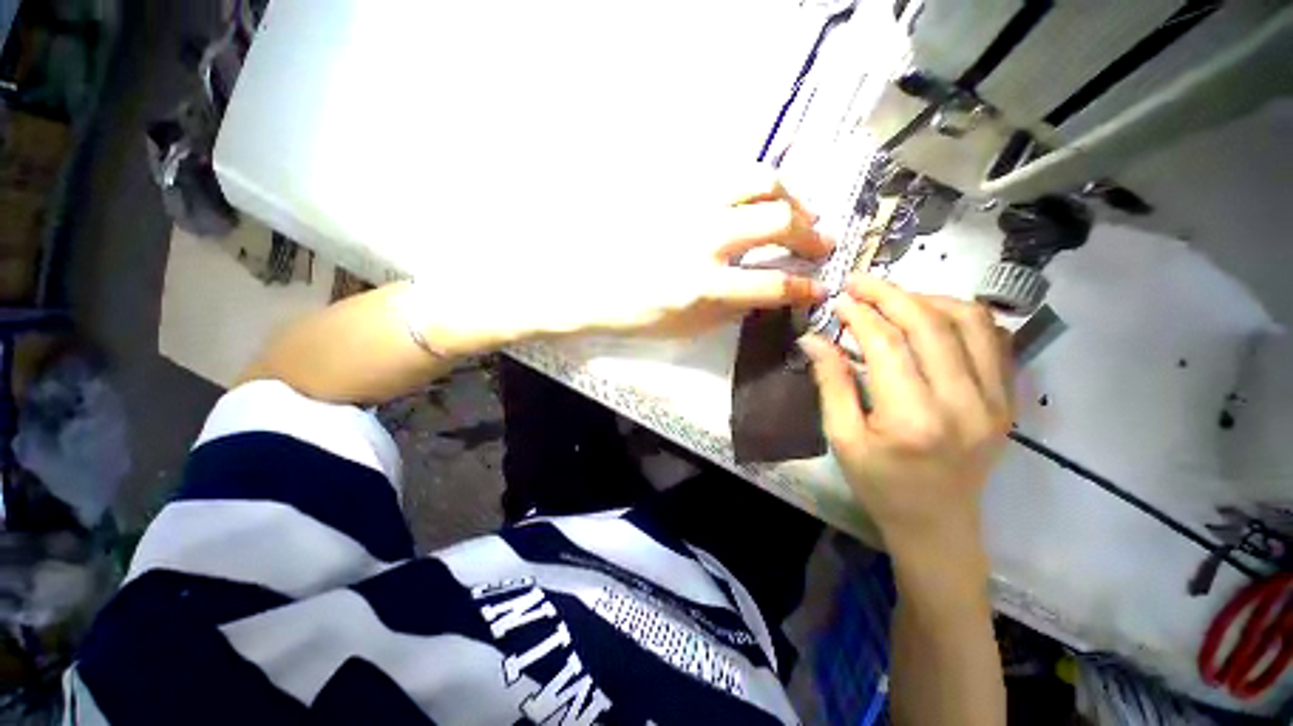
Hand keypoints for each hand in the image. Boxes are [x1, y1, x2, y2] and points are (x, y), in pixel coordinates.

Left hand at [405, 167, 831, 355]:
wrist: (585, 284)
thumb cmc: (633, 314)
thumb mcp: (685, 326)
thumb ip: (731, 309)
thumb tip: (768, 292)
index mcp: (702, 286)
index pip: (772, 283)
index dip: (805, 287)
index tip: (820, 288)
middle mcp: (703, 241)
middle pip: (778, 220)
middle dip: (811, 233)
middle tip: (820, 244)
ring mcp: (689, 208)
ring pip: (758, 180)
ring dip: (790, 196)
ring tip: (796, 212)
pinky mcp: (676, 190)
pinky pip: (727, 174)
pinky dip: (755, 185)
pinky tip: (758, 200)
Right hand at [799, 277, 1013, 556]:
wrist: (938, 525)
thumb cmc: (880, 485)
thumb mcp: (842, 437)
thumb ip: (831, 383)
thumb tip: (812, 339)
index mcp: (913, 418)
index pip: (887, 344)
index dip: (860, 315)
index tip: (839, 300)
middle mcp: (964, 403)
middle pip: (930, 324)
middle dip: (891, 294)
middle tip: (860, 284)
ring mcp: (996, 400)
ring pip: (970, 322)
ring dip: (928, 299)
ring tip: (894, 299)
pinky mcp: (1008, 400)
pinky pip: (993, 339)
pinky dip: (961, 316)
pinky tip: (932, 316)